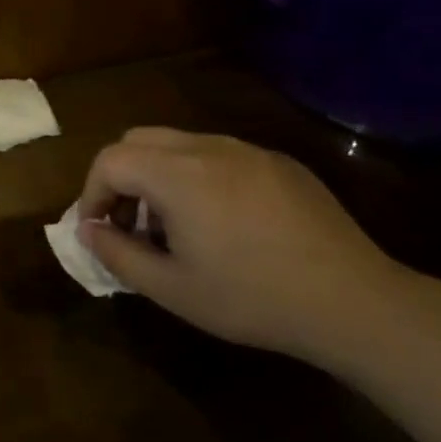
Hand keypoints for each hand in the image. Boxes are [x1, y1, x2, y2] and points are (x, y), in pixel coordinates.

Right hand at [77, 129, 416, 363]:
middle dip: (121, 177)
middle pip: (139, 140)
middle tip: (129, 223)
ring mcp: (248, 150)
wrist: (352, 302)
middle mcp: (208, 147)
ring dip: (158, 175)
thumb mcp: (171, 288)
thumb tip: (88, 230)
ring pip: (179, 143)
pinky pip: (219, 154)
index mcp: (177, 174)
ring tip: (173, 226)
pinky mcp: (279, 162)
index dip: (92, 193)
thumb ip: (118, 254)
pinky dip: (197, 176)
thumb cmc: (251, 298)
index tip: (98, 231)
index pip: (110, 160)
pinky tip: (222, 222)